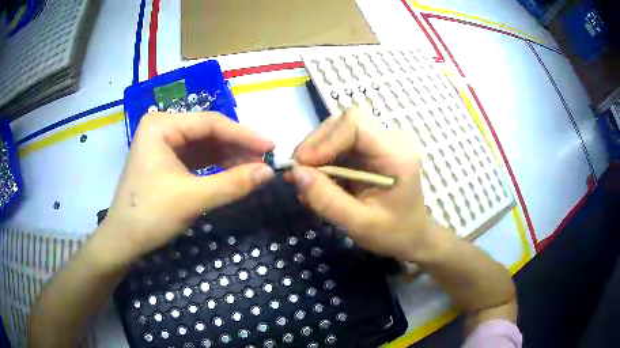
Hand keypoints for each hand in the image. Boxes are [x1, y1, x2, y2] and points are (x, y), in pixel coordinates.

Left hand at [97, 112, 274, 264]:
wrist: (123, 241)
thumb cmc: (150, 215)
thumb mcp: (192, 199)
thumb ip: (232, 183)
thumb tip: (269, 172)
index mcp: (162, 126)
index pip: (210, 123)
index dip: (244, 135)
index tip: (271, 147)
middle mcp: (163, 127)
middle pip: (208, 132)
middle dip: (237, 147)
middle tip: (265, 161)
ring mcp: (164, 143)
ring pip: (204, 145)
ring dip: (229, 156)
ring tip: (255, 168)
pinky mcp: (167, 160)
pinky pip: (197, 158)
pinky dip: (217, 166)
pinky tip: (235, 172)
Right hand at [291, 106, 432, 261]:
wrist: (412, 235)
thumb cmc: (393, 233)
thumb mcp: (359, 224)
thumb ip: (327, 200)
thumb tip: (296, 172)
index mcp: (395, 154)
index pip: (356, 125)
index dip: (325, 140)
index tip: (303, 165)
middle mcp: (389, 140)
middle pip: (343, 122)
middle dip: (315, 145)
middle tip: (297, 173)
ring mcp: (379, 143)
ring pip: (337, 131)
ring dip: (315, 152)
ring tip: (304, 180)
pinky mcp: (369, 151)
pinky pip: (339, 145)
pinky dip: (322, 160)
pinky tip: (315, 182)